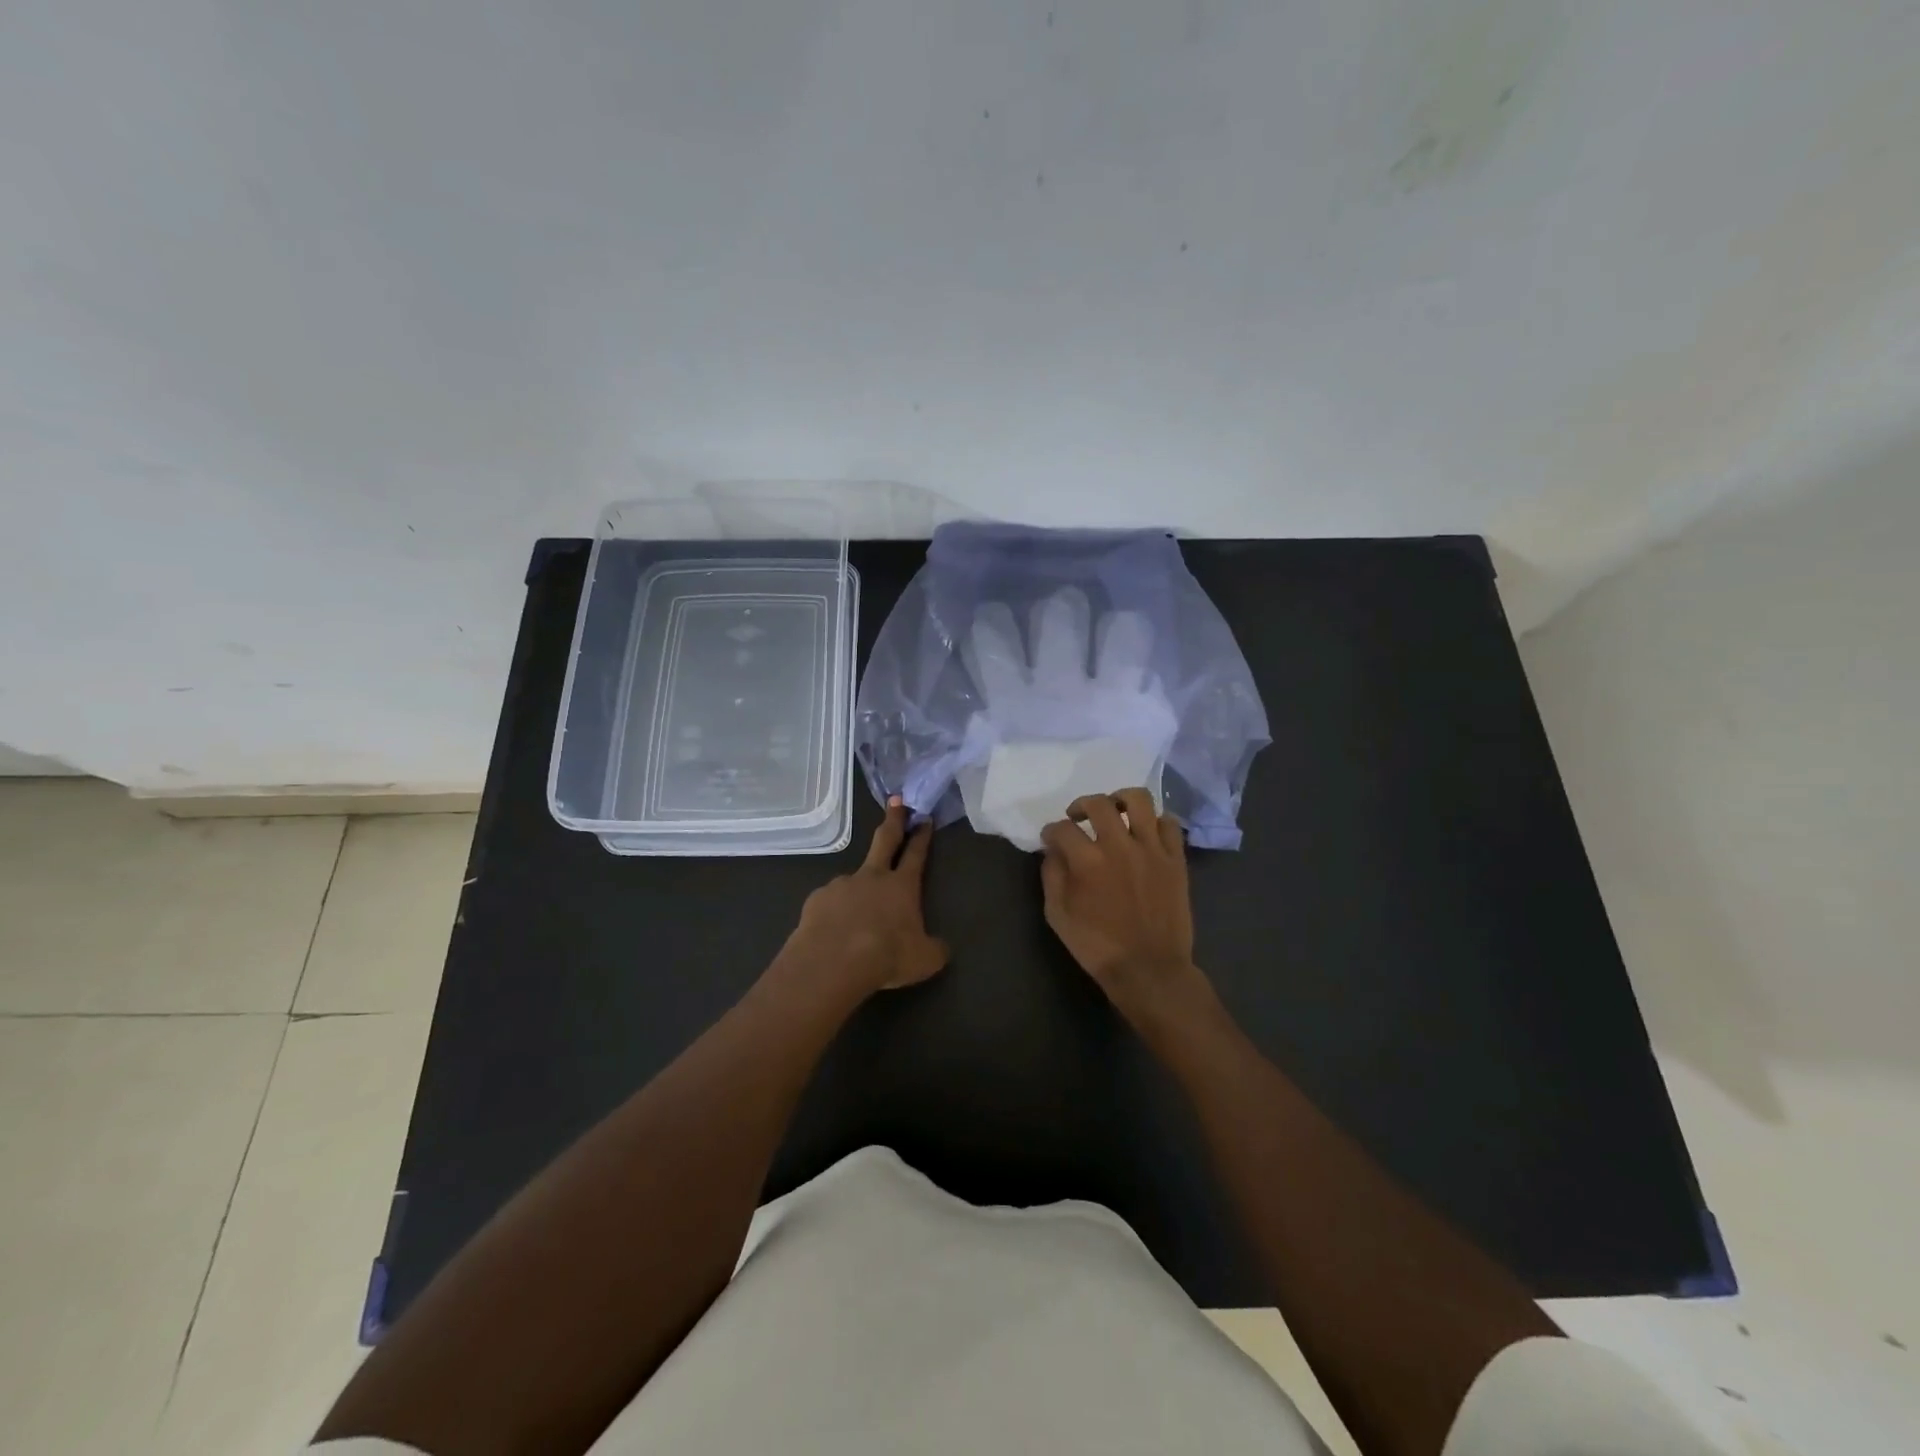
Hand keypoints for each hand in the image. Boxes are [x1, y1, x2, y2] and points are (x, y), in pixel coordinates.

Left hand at [780, 801, 948, 998]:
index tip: (924, 817)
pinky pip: (830, 904)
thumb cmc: (886, 956)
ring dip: (858, 892)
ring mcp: (842, 884)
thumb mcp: (924, 960)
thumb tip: (939, 947)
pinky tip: (834, 933)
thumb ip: (934, 949)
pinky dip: (835, 913)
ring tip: (856, 921)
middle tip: (896, 800)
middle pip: (885, 840)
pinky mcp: (817, 899)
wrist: (833, 962)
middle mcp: (872, 877)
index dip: (921, 836)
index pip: (916, 854)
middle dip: (894, 819)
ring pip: (854, 881)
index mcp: (902, 886)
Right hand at [1040, 788, 1210, 1025]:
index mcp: (1088, 862)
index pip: (1062, 828)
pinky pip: (1169, 824)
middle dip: (1081, 805)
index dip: (1051, 830)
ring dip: (1121, 800)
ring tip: (1115, 811)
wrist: (1149, 970)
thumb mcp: (1058, 916)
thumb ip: (1052, 876)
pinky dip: (1155, 821)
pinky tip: (1145, 832)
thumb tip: (1053, 851)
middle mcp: (1120, 847)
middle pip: (1099, 804)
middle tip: (1078, 817)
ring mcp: (1152, 850)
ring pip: (1139, 800)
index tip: (1051, 838)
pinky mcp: (1175, 859)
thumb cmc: (1098, 947)